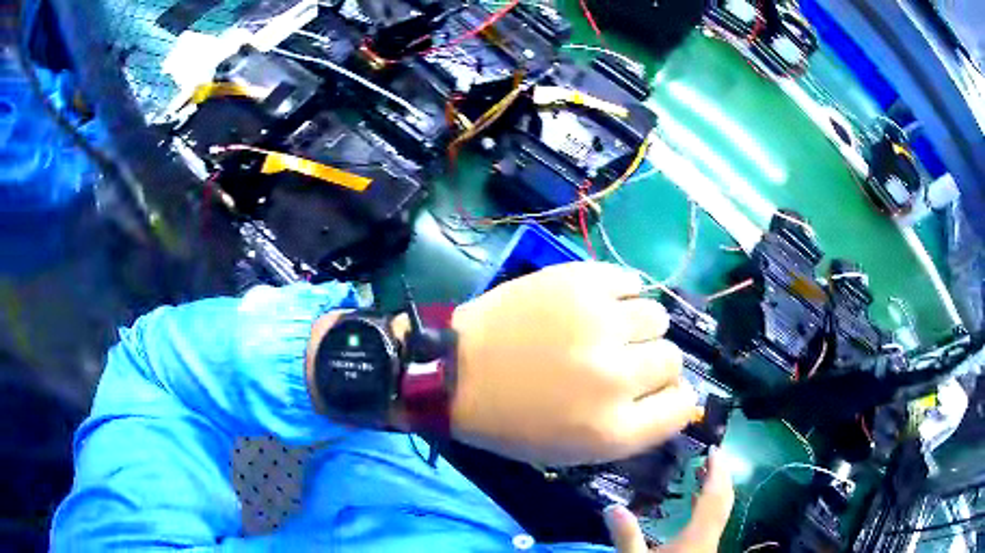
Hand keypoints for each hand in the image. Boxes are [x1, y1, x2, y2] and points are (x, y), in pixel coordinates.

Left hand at [449, 261, 701, 465]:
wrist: (457, 371)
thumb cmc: (512, 421)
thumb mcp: (575, 451)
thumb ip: (634, 428)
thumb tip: (675, 394)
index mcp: (612, 430)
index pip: (683, 407)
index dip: (674, 398)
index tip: (658, 391)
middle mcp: (615, 377)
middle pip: (672, 359)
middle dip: (650, 363)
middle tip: (619, 359)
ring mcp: (599, 324)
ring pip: (657, 317)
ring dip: (637, 327)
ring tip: (606, 329)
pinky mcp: (580, 282)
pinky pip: (630, 281)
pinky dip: (619, 293)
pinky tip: (596, 303)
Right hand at [605, 449, 734, 551]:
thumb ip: (626, 537)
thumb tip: (611, 506)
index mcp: (698, 535)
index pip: (714, 496)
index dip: (717, 471)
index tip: (714, 449)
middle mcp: (710, 537)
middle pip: (724, 501)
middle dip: (721, 476)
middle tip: (712, 455)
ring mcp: (709, 545)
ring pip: (722, 511)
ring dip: (717, 490)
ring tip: (705, 474)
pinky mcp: (704, 550)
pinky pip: (714, 520)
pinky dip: (710, 505)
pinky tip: (696, 506)